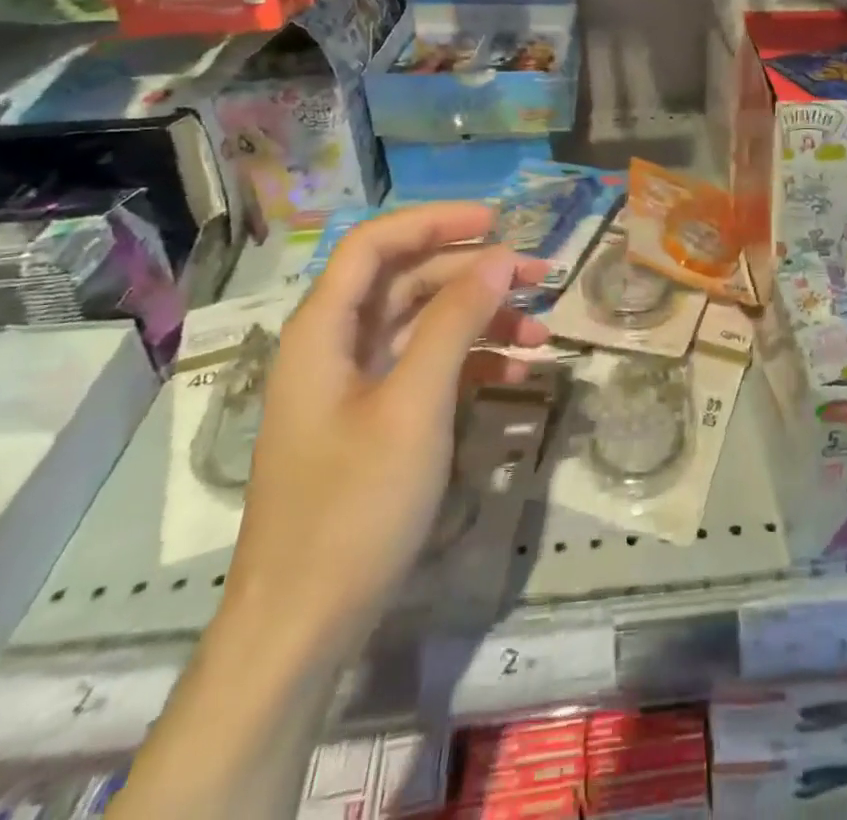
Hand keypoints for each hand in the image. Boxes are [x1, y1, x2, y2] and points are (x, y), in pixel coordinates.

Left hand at [220, 203, 549, 661]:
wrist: (304, 625)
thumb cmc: (353, 505)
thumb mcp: (414, 405)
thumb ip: (454, 322)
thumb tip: (498, 258)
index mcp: (325, 330)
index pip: (376, 244)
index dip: (434, 221)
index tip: (497, 221)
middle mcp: (338, 346)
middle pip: (408, 281)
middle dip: (475, 274)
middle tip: (540, 276)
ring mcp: (357, 385)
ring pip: (426, 325)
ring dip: (483, 320)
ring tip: (542, 333)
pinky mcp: (377, 420)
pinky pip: (429, 369)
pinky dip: (472, 363)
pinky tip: (517, 373)